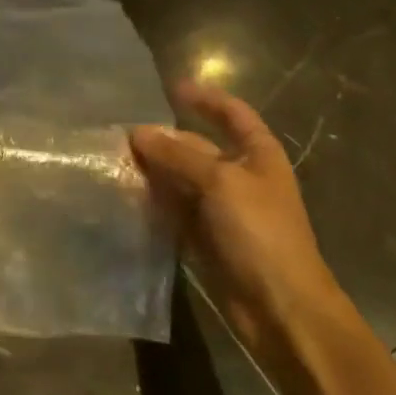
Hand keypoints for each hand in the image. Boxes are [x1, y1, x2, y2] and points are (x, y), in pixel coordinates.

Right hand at [130, 83, 341, 355]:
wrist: (280, 306)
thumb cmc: (260, 232)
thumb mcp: (220, 182)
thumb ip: (177, 155)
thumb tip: (137, 133)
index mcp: (258, 155)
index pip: (232, 114)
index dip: (205, 99)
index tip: (171, 88)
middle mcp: (240, 176)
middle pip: (197, 148)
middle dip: (163, 140)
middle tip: (121, 134)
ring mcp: (221, 209)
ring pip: (181, 179)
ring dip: (153, 171)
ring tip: (114, 161)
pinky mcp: (205, 237)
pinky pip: (174, 210)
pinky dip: (153, 202)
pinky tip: (126, 194)